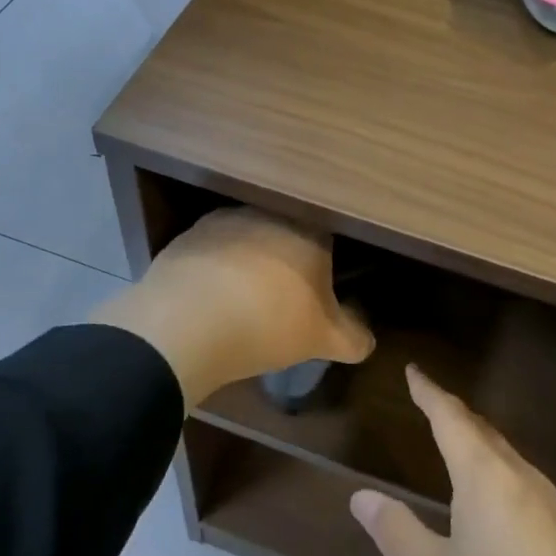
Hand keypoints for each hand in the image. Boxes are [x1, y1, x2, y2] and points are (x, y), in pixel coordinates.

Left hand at [91, 207, 373, 407]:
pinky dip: (214, 268)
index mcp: (310, 233)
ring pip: (247, 238)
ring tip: (240, 300)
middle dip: (284, 260)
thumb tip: (367, 339)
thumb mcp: (323, 341)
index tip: (316, 292)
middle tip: (279, 298)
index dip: (323, 266)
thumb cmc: (269, 325)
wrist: (188, 323)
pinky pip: (212, 250)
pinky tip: (209, 298)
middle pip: (286, 234)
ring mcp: (227, 220)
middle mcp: (271, 215)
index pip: (327, 239)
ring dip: (247, 260)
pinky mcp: (189, 235)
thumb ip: (353, 337)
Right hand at [350, 367, 555, 555]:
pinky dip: (497, 471)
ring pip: (506, 456)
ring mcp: (553, 505)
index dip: (429, 392)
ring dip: (478, 442)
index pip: (451, 418)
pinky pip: (522, 482)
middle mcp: (522, 478)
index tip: (413, 370)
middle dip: (453, 414)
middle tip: (428, 402)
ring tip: (455, 444)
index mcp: (486, 478)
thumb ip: (398, 534)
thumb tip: (362, 496)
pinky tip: (493, 501)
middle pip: (483, 432)